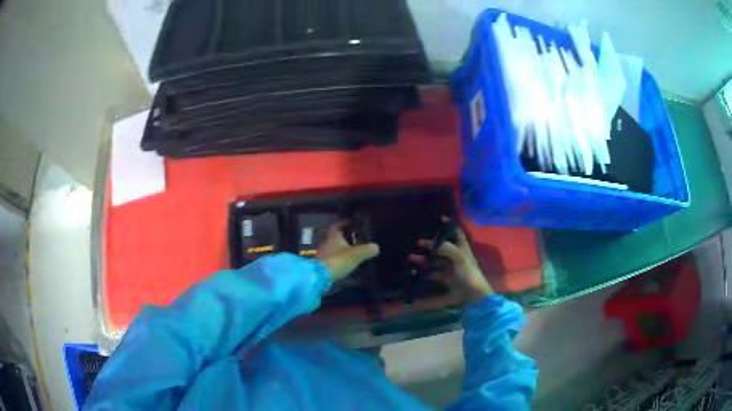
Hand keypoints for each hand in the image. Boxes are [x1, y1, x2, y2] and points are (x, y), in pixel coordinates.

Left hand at [317, 221, 379, 282]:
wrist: (319, 277)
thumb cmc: (338, 261)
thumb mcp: (356, 255)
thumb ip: (367, 250)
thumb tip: (375, 247)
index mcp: (333, 237)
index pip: (337, 225)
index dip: (344, 222)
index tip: (352, 222)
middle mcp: (326, 243)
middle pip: (335, 238)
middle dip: (345, 238)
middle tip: (356, 241)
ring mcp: (322, 255)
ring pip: (333, 249)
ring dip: (341, 251)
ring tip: (352, 255)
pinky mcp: (320, 266)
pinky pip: (331, 260)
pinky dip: (338, 260)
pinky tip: (344, 266)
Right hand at [410, 218, 492, 301]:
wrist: (472, 293)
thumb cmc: (468, 272)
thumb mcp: (459, 257)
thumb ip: (446, 247)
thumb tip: (429, 243)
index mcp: (461, 246)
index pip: (456, 231)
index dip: (449, 224)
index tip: (440, 217)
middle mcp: (455, 254)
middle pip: (441, 245)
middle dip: (430, 243)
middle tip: (417, 240)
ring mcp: (449, 266)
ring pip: (434, 259)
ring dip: (424, 258)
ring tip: (411, 257)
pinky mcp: (445, 277)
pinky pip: (432, 272)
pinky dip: (424, 271)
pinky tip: (414, 270)